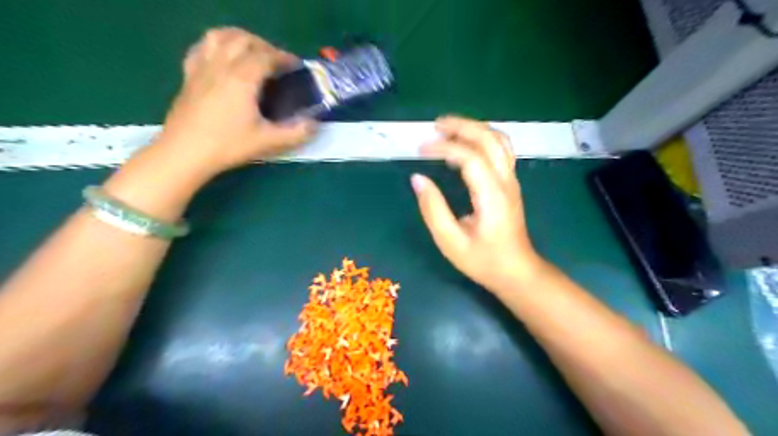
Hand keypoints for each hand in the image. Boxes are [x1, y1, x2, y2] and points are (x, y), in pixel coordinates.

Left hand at [156, 27, 313, 176]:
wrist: (185, 152)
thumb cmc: (228, 145)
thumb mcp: (268, 142)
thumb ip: (296, 133)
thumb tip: (315, 124)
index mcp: (242, 78)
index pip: (266, 56)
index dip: (284, 58)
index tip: (297, 66)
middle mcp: (221, 65)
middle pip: (244, 39)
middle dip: (265, 45)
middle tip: (278, 62)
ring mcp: (202, 68)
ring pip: (220, 36)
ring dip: (240, 38)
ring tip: (252, 52)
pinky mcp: (189, 75)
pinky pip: (201, 47)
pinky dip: (216, 44)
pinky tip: (223, 56)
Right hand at [409, 116, 542, 291]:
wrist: (517, 271)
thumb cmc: (483, 260)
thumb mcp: (450, 242)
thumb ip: (433, 209)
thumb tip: (417, 179)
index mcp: (492, 196)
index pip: (470, 157)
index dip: (444, 147)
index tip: (421, 150)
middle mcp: (506, 182)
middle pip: (489, 139)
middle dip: (462, 126)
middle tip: (435, 125)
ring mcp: (511, 180)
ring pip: (499, 140)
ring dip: (474, 128)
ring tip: (448, 129)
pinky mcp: (510, 183)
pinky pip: (500, 150)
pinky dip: (481, 139)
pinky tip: (465, 145)